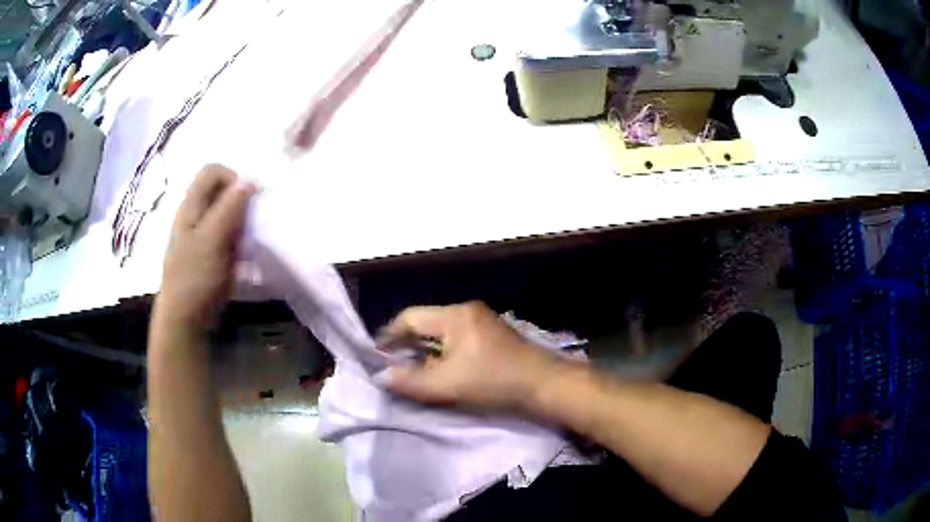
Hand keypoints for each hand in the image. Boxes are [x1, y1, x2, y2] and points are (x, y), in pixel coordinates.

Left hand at [155, 165, 255, 333]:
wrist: (186, 319)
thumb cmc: (194, 278)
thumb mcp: (211, 239)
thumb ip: (229, 208)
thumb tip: (249, 180)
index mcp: (191, 206)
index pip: (213, 171)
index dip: (232, 178)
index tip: (247, 200)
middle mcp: (197, 215)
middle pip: (223, 191)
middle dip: (241, 203)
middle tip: (250, 225)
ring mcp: (204, 235)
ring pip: (229, 214)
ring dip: (243, 223)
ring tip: (248, 244)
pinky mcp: (212, 253)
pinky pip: (231, 235)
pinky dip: (241, 241)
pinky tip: (244, 258)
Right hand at [378, 302, 560, 411]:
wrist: (543, 384)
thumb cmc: (493, 381)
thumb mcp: (447, 385)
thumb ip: (410, 381)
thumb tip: (382, 376)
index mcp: (455, 315)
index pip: (410, 317)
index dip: (390, 335)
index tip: (378, 354)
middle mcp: (467, 311)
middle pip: (426, 323)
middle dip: (407, 344)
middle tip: (393, 365)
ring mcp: (482, 321)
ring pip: (442, 332)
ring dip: (425, 350)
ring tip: (413, 370)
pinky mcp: (492, 335)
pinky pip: (457, 338)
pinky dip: (443, 352)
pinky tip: (441, 370)